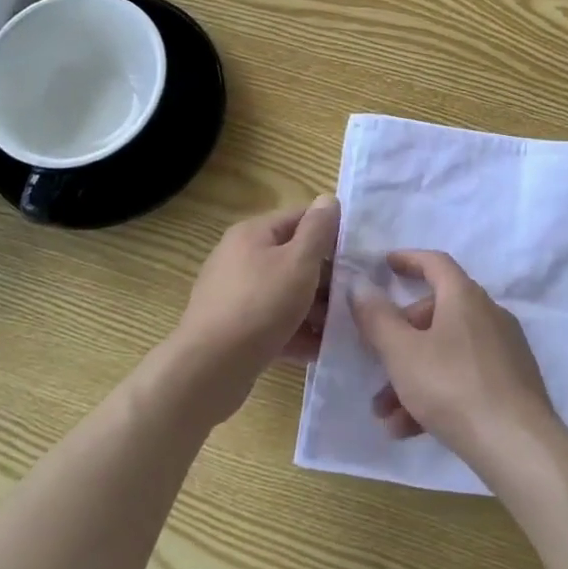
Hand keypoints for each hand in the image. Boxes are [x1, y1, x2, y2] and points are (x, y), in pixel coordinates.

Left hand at [170, 195, 338, 418]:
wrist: (208, 369)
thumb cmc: (260, 305)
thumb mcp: (298, 262)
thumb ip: (318, 230)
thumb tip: (329, 198)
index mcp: (253, 234)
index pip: (300, 219)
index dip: (331, 233)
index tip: (359, 255)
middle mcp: (240, 258)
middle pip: (294, 258)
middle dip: (326, 277)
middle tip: (355, 297)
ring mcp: (235, 296)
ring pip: (286, 294)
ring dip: (315, 309)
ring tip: (344, 327)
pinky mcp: (235, 330)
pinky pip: (274, 323)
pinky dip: (297, 332)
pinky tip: (322, 350)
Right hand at [349, 250, 557, 472]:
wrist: (518, 445)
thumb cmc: (453, 387)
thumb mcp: (402, 353)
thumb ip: (377, 318)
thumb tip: (359, 284)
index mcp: (464, 297)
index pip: (435, 263)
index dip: (408, 260)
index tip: (385, 265)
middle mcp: (488, 314)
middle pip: (436, 314)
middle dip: (399, 340)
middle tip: (375, 364)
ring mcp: (503, 350)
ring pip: (446, 352)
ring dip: (412, 376)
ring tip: (385, 414)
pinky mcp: (511, 383)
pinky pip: (464, 377)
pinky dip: (436, 394)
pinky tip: (410, 430)